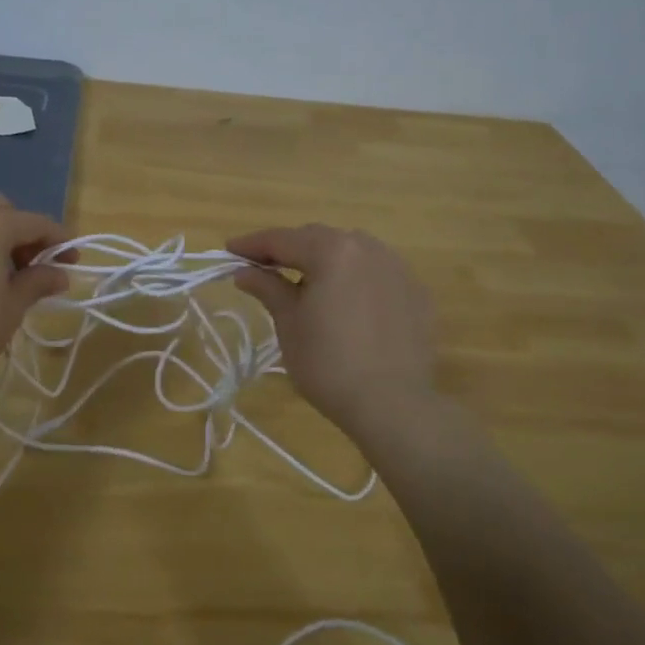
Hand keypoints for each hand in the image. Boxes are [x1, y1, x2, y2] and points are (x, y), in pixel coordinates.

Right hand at [227, 224, 437, 438]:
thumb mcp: (289, 323)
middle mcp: (368, 248)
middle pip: (318, 239)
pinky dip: (354, 279)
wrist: (392, 405)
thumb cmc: (328, 363)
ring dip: (324, 260)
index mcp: (332, 251)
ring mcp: (398, 269)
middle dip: (289, 250)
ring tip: (305, 281)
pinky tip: (345, 301)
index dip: (252, 244)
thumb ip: (268, 288)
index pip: (283, 239)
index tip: (228, 250)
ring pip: (351, 252)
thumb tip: (245, 272)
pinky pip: (376, 274)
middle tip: (262, 267)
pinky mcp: (416, 293)